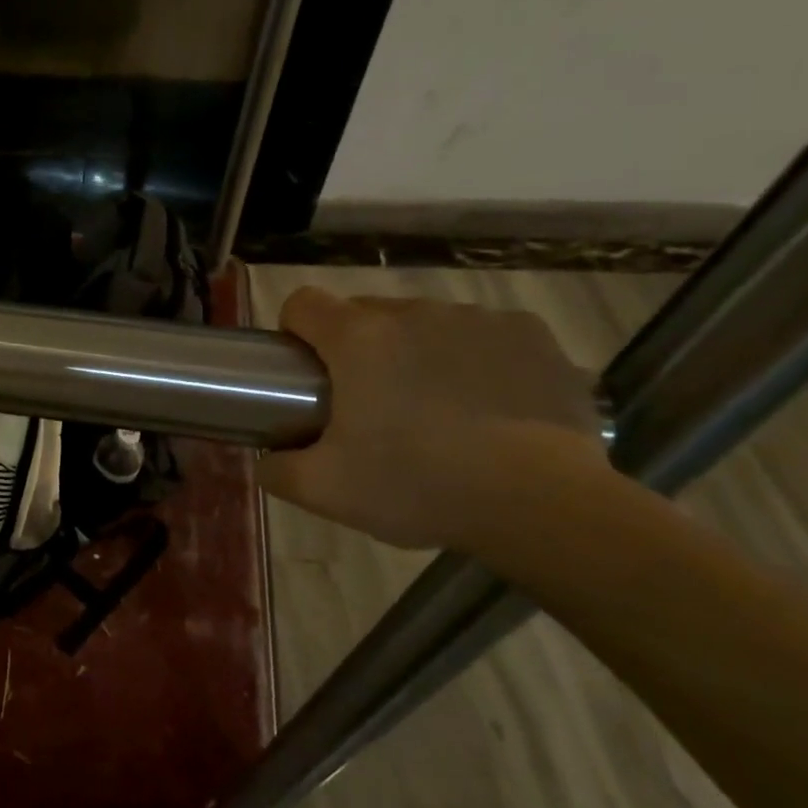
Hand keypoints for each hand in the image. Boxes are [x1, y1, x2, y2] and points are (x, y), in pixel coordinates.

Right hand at [257, 288, 605, 549]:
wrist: (541, 503)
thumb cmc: (418, 487)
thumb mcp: (325, 491)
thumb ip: (276, 470)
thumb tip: (266, 458)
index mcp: (357, 339)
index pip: (303, 303)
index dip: (295, 332)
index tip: (307, 372)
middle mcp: (414, 313)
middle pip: (364, 314)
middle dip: (356, 349)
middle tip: (370, 406)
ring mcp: (477, 318)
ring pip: (424, 323)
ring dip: (415, 353)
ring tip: (435, 411)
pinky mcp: (530, 334)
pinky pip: (482, 333)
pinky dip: (473, 358)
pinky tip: (487, 405)